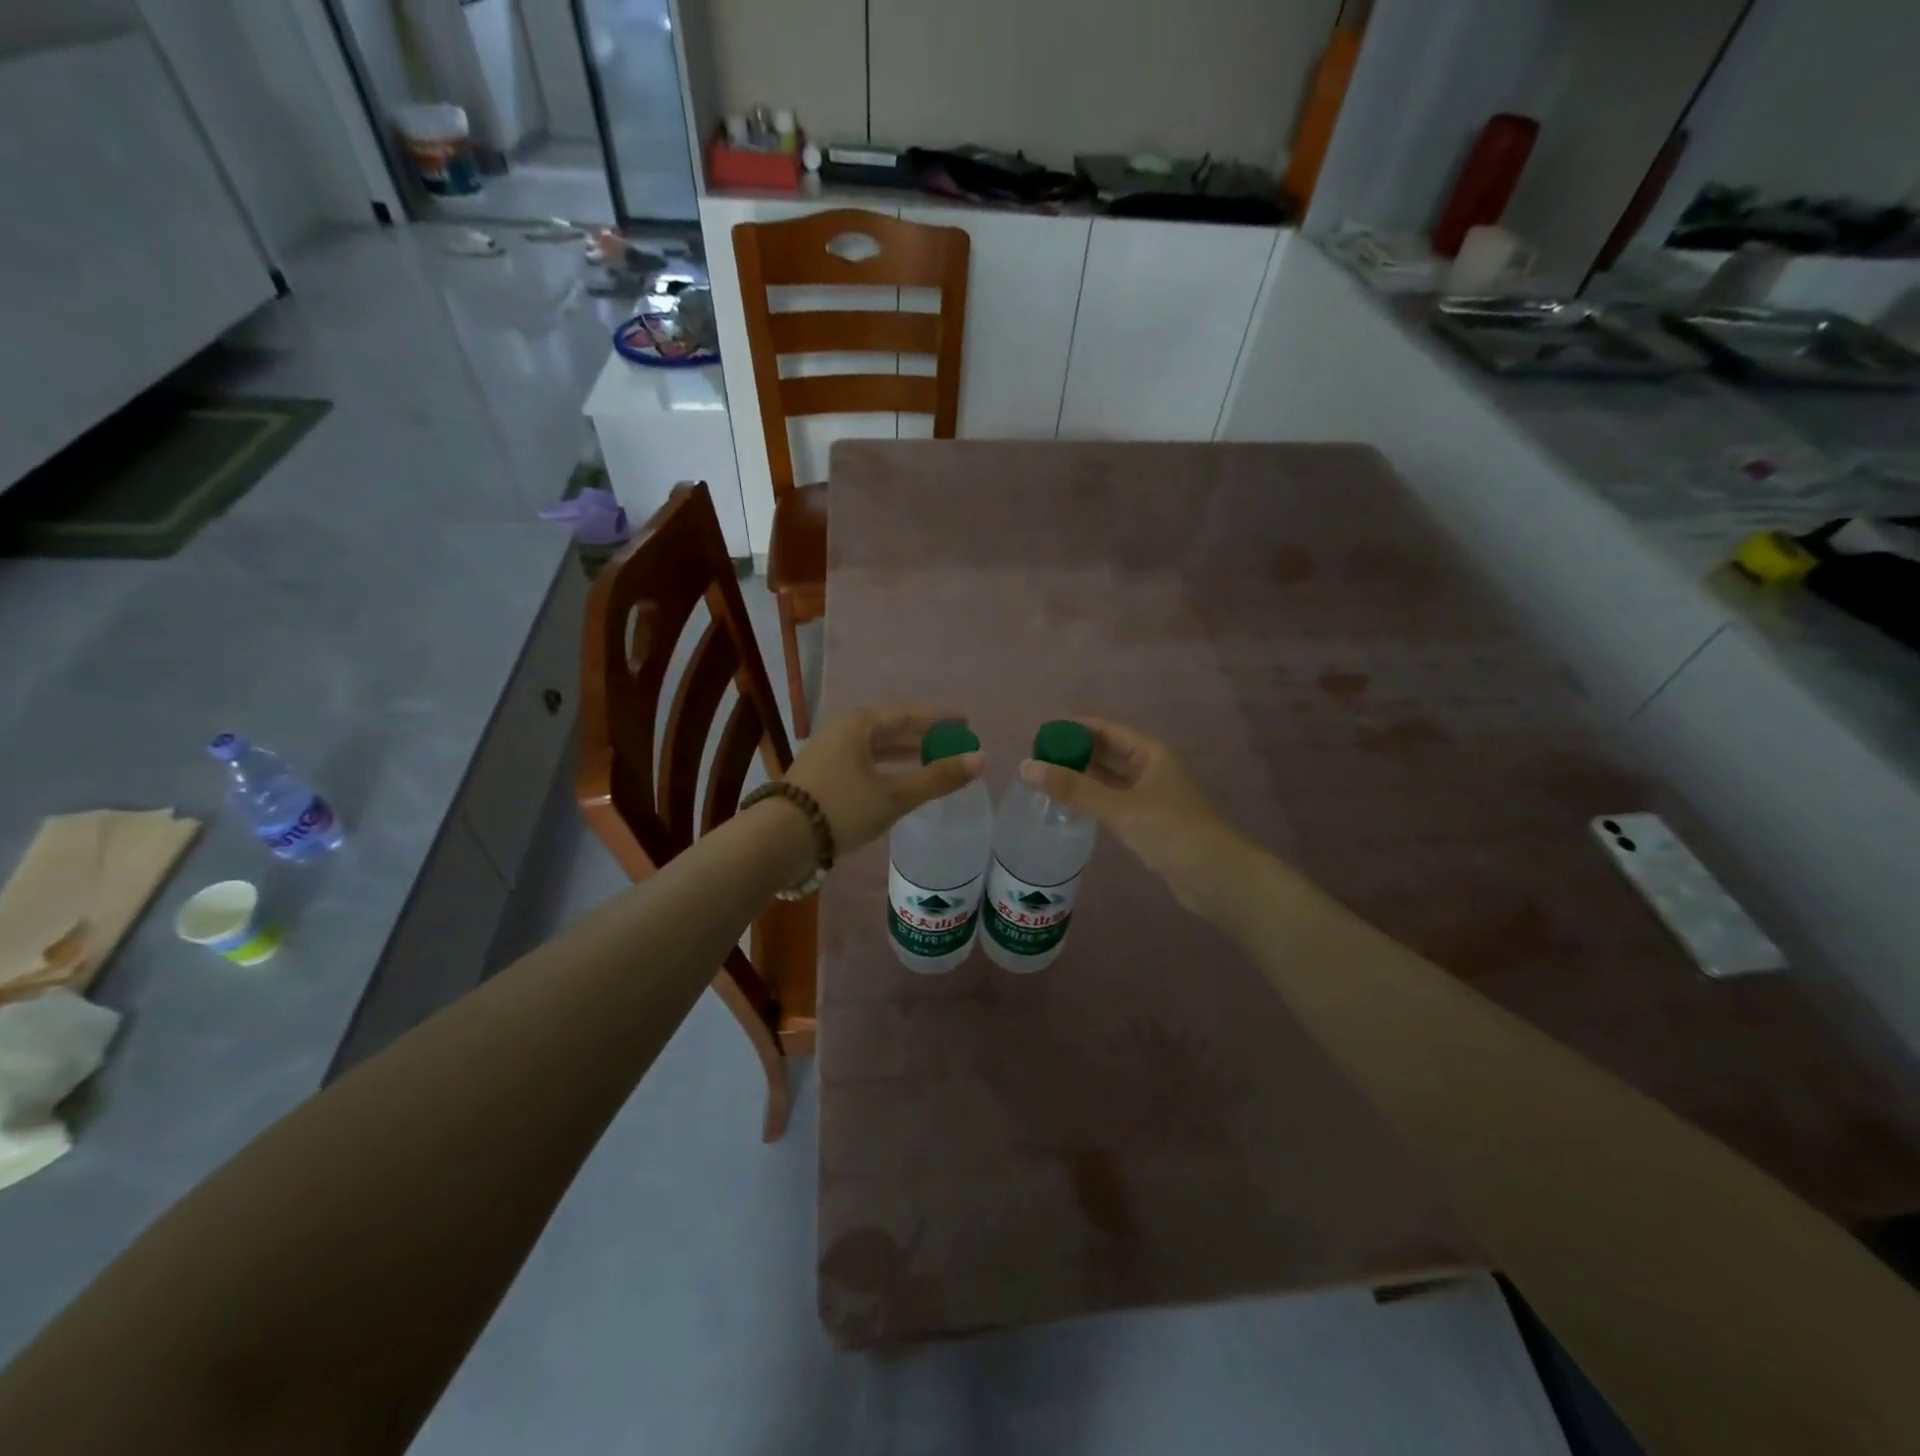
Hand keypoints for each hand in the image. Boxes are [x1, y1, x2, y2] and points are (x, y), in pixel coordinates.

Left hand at [785, 706, 984, 857]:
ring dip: (904, 753)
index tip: (965, 722)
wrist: (780, 839)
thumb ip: (938, 778)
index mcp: (859, 724)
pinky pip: (863, 762)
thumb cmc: (841, 808)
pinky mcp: (822, 775)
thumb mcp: (895, 795)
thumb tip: (982, 758)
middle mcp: (842, 730)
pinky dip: (886, 768)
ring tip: (931, 760)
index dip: (939, 719)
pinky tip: (898, 782)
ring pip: (875, 747)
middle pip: (891, 728)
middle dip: (922, 735)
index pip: (908, 714)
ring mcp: (829, 753)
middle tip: (952, 742)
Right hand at [1019, 717, 1257, 921]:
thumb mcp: (1120, 807)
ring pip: (1111, 779)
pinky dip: (1093, 800)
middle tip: (1038, 759)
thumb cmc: (1171, 831)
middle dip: (1076, 753)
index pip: (1108, 730)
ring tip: (1047, 780)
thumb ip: (1073, 788)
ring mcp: (1153, 796)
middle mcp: (1153, 769)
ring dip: (1083, 778)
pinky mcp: (1150, 822)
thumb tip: (1027, 766)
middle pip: (1109, 753)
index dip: (1076, 729)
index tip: (1043, 733)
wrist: (1216, 877)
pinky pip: (1115, 802)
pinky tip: (1071, 806)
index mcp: (1152, 754)